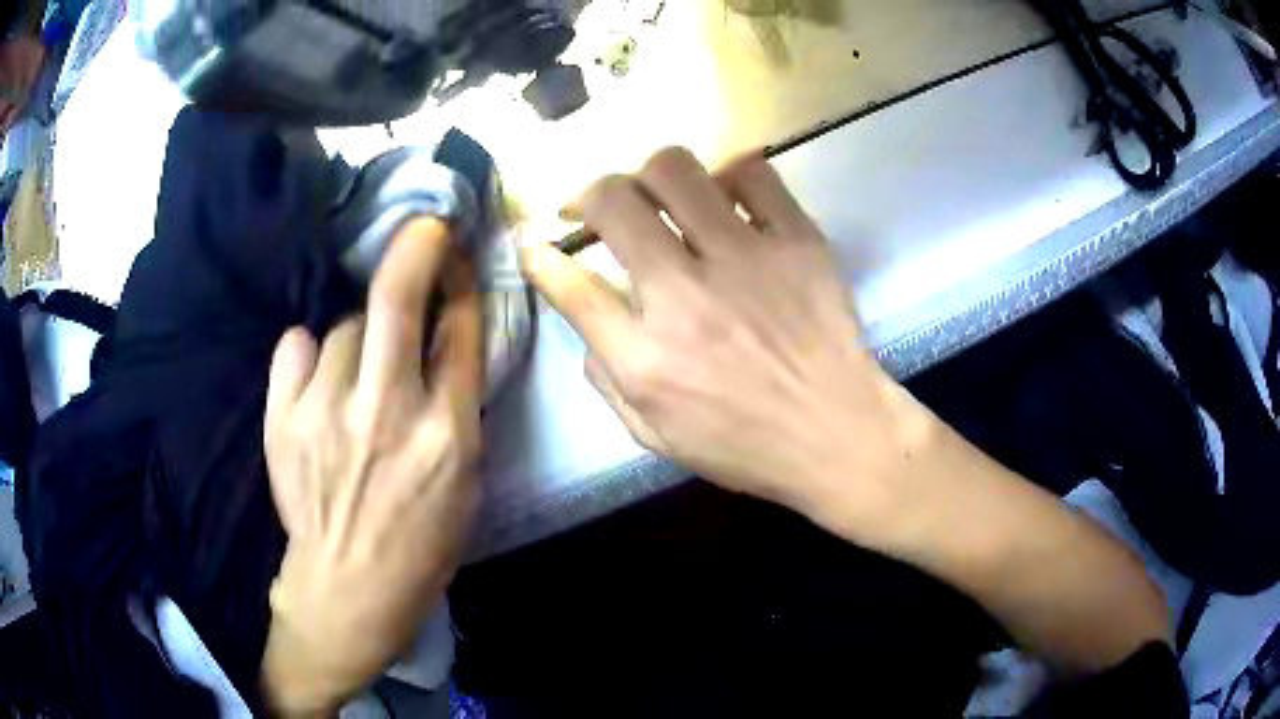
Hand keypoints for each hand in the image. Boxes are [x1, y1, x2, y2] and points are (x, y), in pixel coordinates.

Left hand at [261, 218, 482, 714]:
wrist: (347, 586)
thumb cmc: (419, 540)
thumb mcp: (466, 479)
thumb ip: (459, 403)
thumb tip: (444, 334)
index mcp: (446, 435)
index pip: (459, 331)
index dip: (461, 282)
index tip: (457, 253)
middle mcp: (385, 413)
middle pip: (397, 299)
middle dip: (414, 248)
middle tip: (423, 227)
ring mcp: (326, 412)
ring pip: (344, 328)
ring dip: (358, 338)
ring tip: (356, 375)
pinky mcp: (282, 419)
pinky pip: (297, 346)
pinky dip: (310, 353)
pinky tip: (317, 378)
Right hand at [521, 148, 927, 535]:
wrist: (839, 435)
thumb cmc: (745, 445)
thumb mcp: (654, 435)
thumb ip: (604, 375)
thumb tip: (583, 309)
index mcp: (646, 357)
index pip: (570, 283)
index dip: (541, 256)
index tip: (540, 245)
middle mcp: (686, 295)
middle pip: (614, 200)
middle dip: (590, 196)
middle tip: (602, 212)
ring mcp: (746, 258)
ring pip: (675, 169)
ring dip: (650, 177)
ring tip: (660, 199)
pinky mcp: (797, 240)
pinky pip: (752, 173)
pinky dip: (728, 177)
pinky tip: (726, 202)